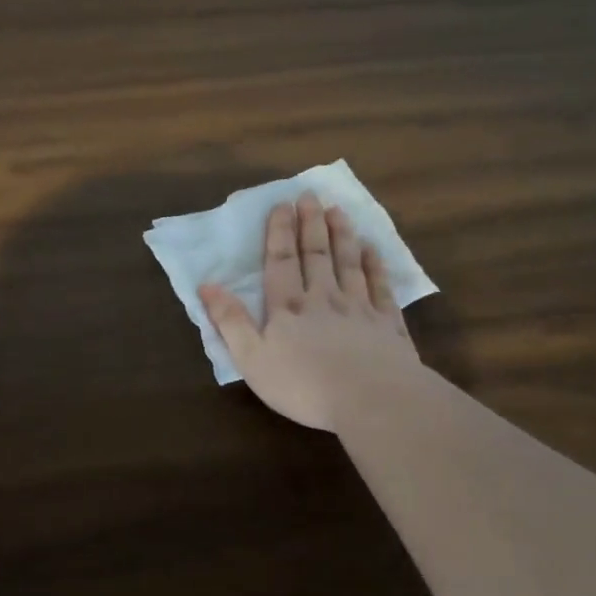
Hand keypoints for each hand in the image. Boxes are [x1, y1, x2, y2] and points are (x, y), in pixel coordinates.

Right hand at [200, 193, 423, 430]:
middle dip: (311, 223)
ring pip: (349, 263)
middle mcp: (324, 298)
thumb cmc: (303, 385)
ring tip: (338, 211)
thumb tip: (207, 285)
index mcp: (288, 307)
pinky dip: (375, 265)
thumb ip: (230, 321)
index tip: (282, 205)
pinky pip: (380, 286)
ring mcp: (360, 308)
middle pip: (317, 254)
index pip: (282, 261)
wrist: (371, 400)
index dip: (280, 232)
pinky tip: (373, 249)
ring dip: (342, 235)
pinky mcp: (388, 324)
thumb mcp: (252, 359)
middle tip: (310, 196)